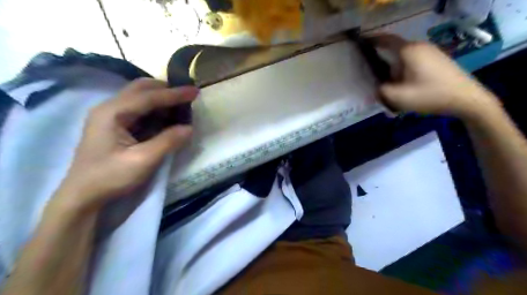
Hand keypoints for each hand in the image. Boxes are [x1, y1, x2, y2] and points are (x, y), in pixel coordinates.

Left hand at [52, 77, 198, 212]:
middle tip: (187, 95)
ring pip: (139, 97)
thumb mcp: (143, 160)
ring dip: (161, 97)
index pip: (149, 97)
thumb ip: (167, 141)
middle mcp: (109, 108)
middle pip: (141, 88)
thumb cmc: (110, 177)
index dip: (174, 94)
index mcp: (113, 113)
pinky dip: (155, 108)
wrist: (83, 195)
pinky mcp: (114, 125)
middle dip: (166, 89)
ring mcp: (110, 115)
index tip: (195, 91)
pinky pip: (138, 109)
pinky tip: (166, 115)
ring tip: (180, 104)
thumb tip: (189, 128)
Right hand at [369, 34, 498, 116]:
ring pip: (404, 59)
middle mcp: (420, 47)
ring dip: (395, 71)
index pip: (386, 40)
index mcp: (409, 51)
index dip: (372, 40)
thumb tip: (377, 87)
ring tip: (392, 87)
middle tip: (376, 79)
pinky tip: (407, 87)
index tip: (362, 43)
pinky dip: (405, 72)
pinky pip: (414, 63)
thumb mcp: (399, 97)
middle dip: (383, 63)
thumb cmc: (430, 95)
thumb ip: (381, 90)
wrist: (466, 99)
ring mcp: (431, 52)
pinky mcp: (437, 60)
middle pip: (394, 52)